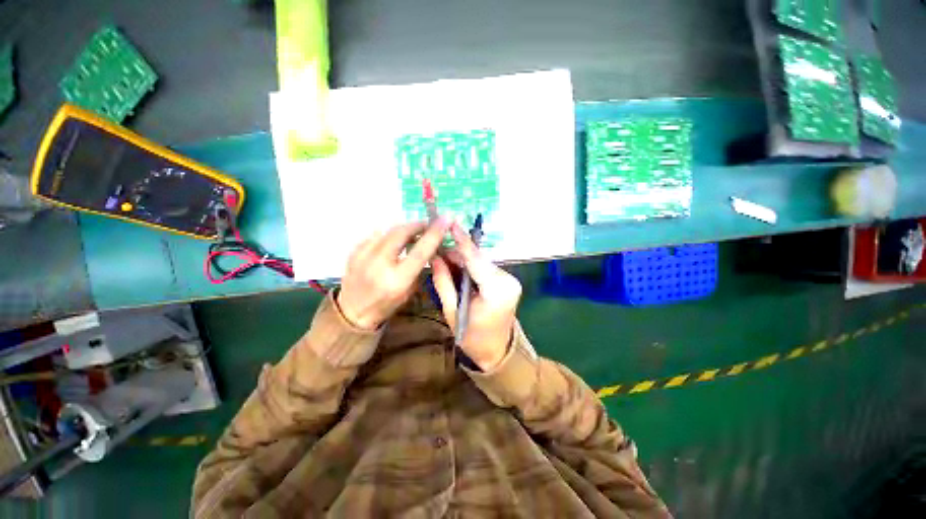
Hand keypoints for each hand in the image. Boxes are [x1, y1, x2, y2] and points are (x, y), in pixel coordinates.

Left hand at [338, 219, 450, 329]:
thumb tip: (430, 247)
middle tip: (427, 226)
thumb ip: (420, 267)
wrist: (352, 311)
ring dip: (403, 230)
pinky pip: (376, 235)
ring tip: (411, 235)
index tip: (445, 219)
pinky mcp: (354, 251)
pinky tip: (392, 243)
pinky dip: (388, 236)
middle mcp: (379, 265)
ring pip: (388, 230)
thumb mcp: (410, 291)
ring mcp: (363, 256)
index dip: (435, 233)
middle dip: (417, 225)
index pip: (420, 251)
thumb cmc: (386, 305)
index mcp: (397, 280)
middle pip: (401, 233)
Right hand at [431, 223, 521, 370]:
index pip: (475, 260)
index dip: (461, 240)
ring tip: (444, 263)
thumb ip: (443, 281)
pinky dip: (471, 268)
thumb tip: (435, 257)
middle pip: (477, 259)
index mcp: (496, 290)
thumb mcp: (452, 310)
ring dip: (463, 261)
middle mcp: (507, 280)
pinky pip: (485, 268)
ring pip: (480, 262)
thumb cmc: (472, 337)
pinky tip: (458, 271)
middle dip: (457, 254)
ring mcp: (510, 280)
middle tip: (436, 253)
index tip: (450, 222)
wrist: (496, 350)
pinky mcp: (507, 281)